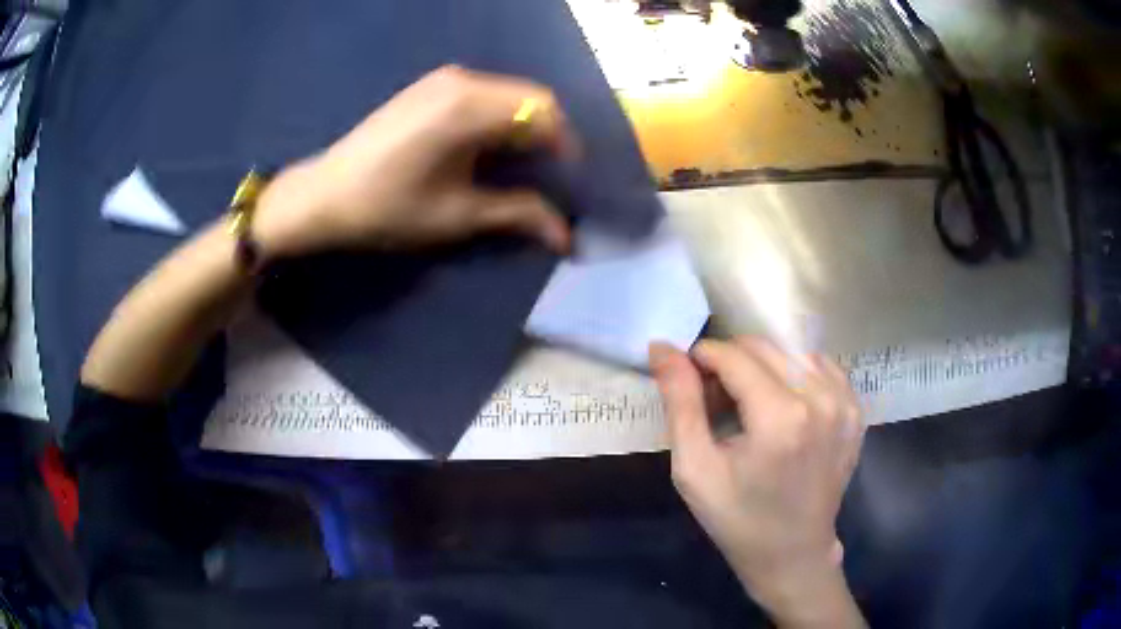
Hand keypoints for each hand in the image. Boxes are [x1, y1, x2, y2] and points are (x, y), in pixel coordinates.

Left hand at [254, 65, 575, 258]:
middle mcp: (462, 80)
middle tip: (549, 177)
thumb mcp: (457, 216)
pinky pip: (484, 94)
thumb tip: (566, 237)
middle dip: (548, 136)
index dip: (566, 146)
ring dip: (524, 127)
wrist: (323, 196)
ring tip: (521, 166)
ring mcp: (443, 79)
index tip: (569, 183)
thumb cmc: (387, 208)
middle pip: (530, 97)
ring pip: (509, 94)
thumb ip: (518, 214)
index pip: (544, 111)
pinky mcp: (429, 87)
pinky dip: (499, 118)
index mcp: (469, 106)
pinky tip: (489, 149)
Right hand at [649, 337, 865, 626]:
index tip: (688, 377)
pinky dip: (795, 374)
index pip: (734, 355)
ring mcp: (845, 403)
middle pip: (765, 347)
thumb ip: (680, 402)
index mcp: (781, 417)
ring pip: (792, 352)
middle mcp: (821, 399)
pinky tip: (783, 405)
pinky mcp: (856, 410)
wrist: (793, 553)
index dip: (702, 357)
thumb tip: (662, 348)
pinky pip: (820, 367)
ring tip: (750, 405)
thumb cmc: (738, 518)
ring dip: (763, 367)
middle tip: (715, 398)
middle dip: (731, 361)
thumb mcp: (695, 468)